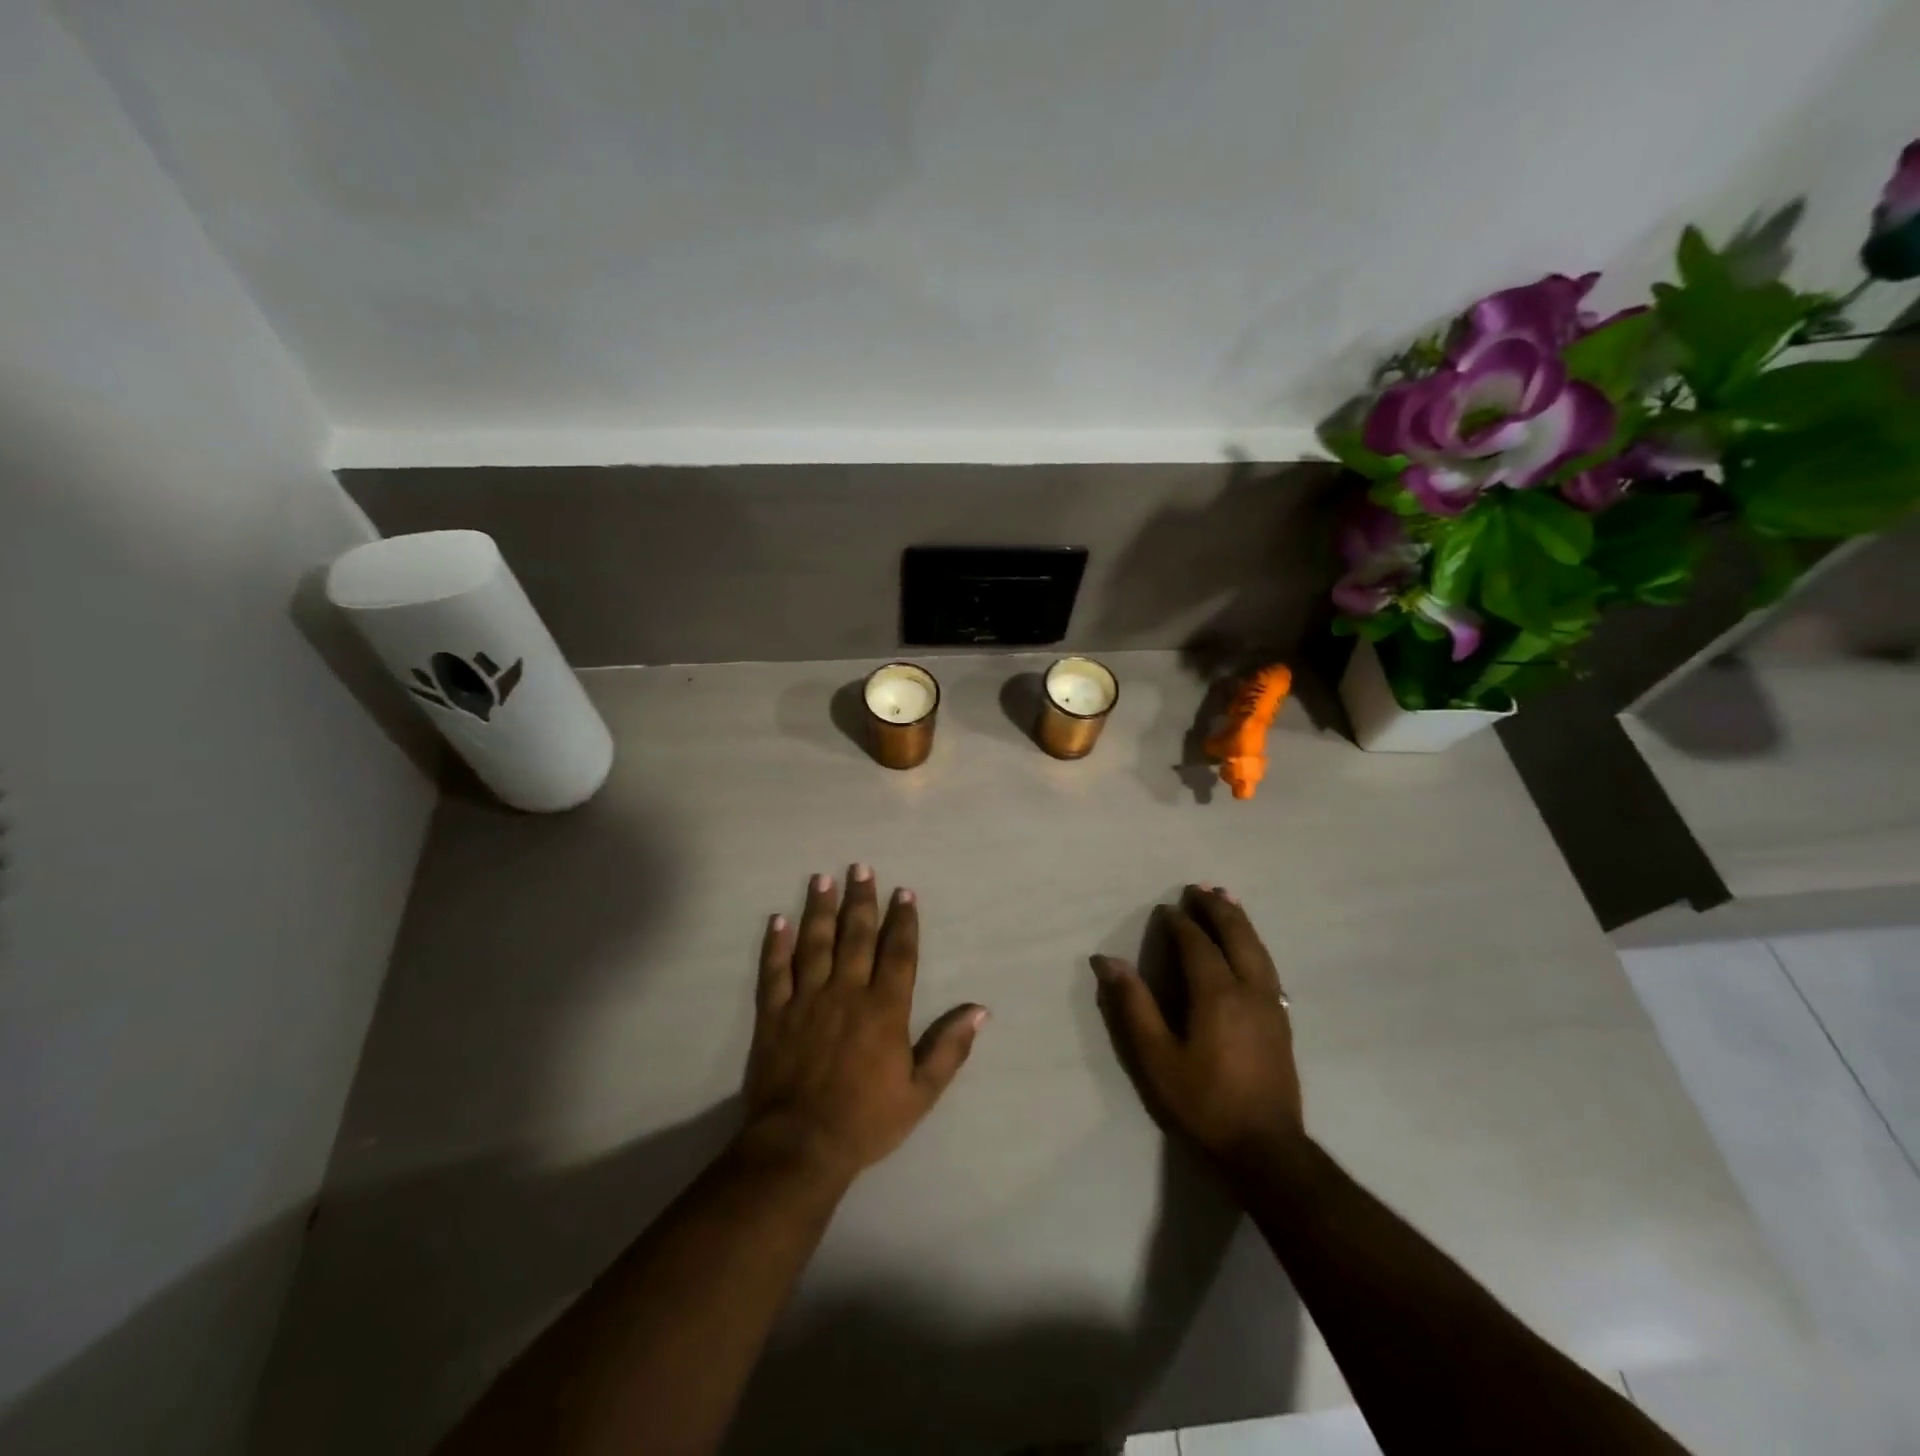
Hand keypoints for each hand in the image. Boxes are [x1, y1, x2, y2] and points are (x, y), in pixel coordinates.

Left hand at [743, 866, 986, 1183]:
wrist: (801, 1146)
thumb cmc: (867, 1120)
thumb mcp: (921, 1092)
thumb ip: (949, 1047)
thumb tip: (979, 1009)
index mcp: (884, 1009)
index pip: (898, 952)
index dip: (902, 920)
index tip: (903, 892)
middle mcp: (847, 992)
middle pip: (855, 935)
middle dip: (861, 899)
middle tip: (861, 867)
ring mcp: (807, 999)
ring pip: (815, 943)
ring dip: (819, 908)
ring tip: (822, 878)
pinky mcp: (774, 1013)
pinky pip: (774, 971)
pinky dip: (775, 944)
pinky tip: (777, 919)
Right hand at [1092, 886, 1303, 1172]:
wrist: (1266, 1150)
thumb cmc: (1204, 1103)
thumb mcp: (1156, 1058)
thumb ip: (1133, 1006)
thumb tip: (1107, 961)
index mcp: (1217, 994)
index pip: (1197, 944)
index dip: (1180, 923)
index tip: (1165, 908)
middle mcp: (1249, 989)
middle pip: (1236, 936)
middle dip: (1217, 909)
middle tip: (1199, 887)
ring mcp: (1271, 1005)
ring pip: (1257, 948)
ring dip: (1240, 920)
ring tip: (1228, 899)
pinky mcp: (1282, 1022)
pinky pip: (1267, 966)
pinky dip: (1255, 944)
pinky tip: (1250, 947)